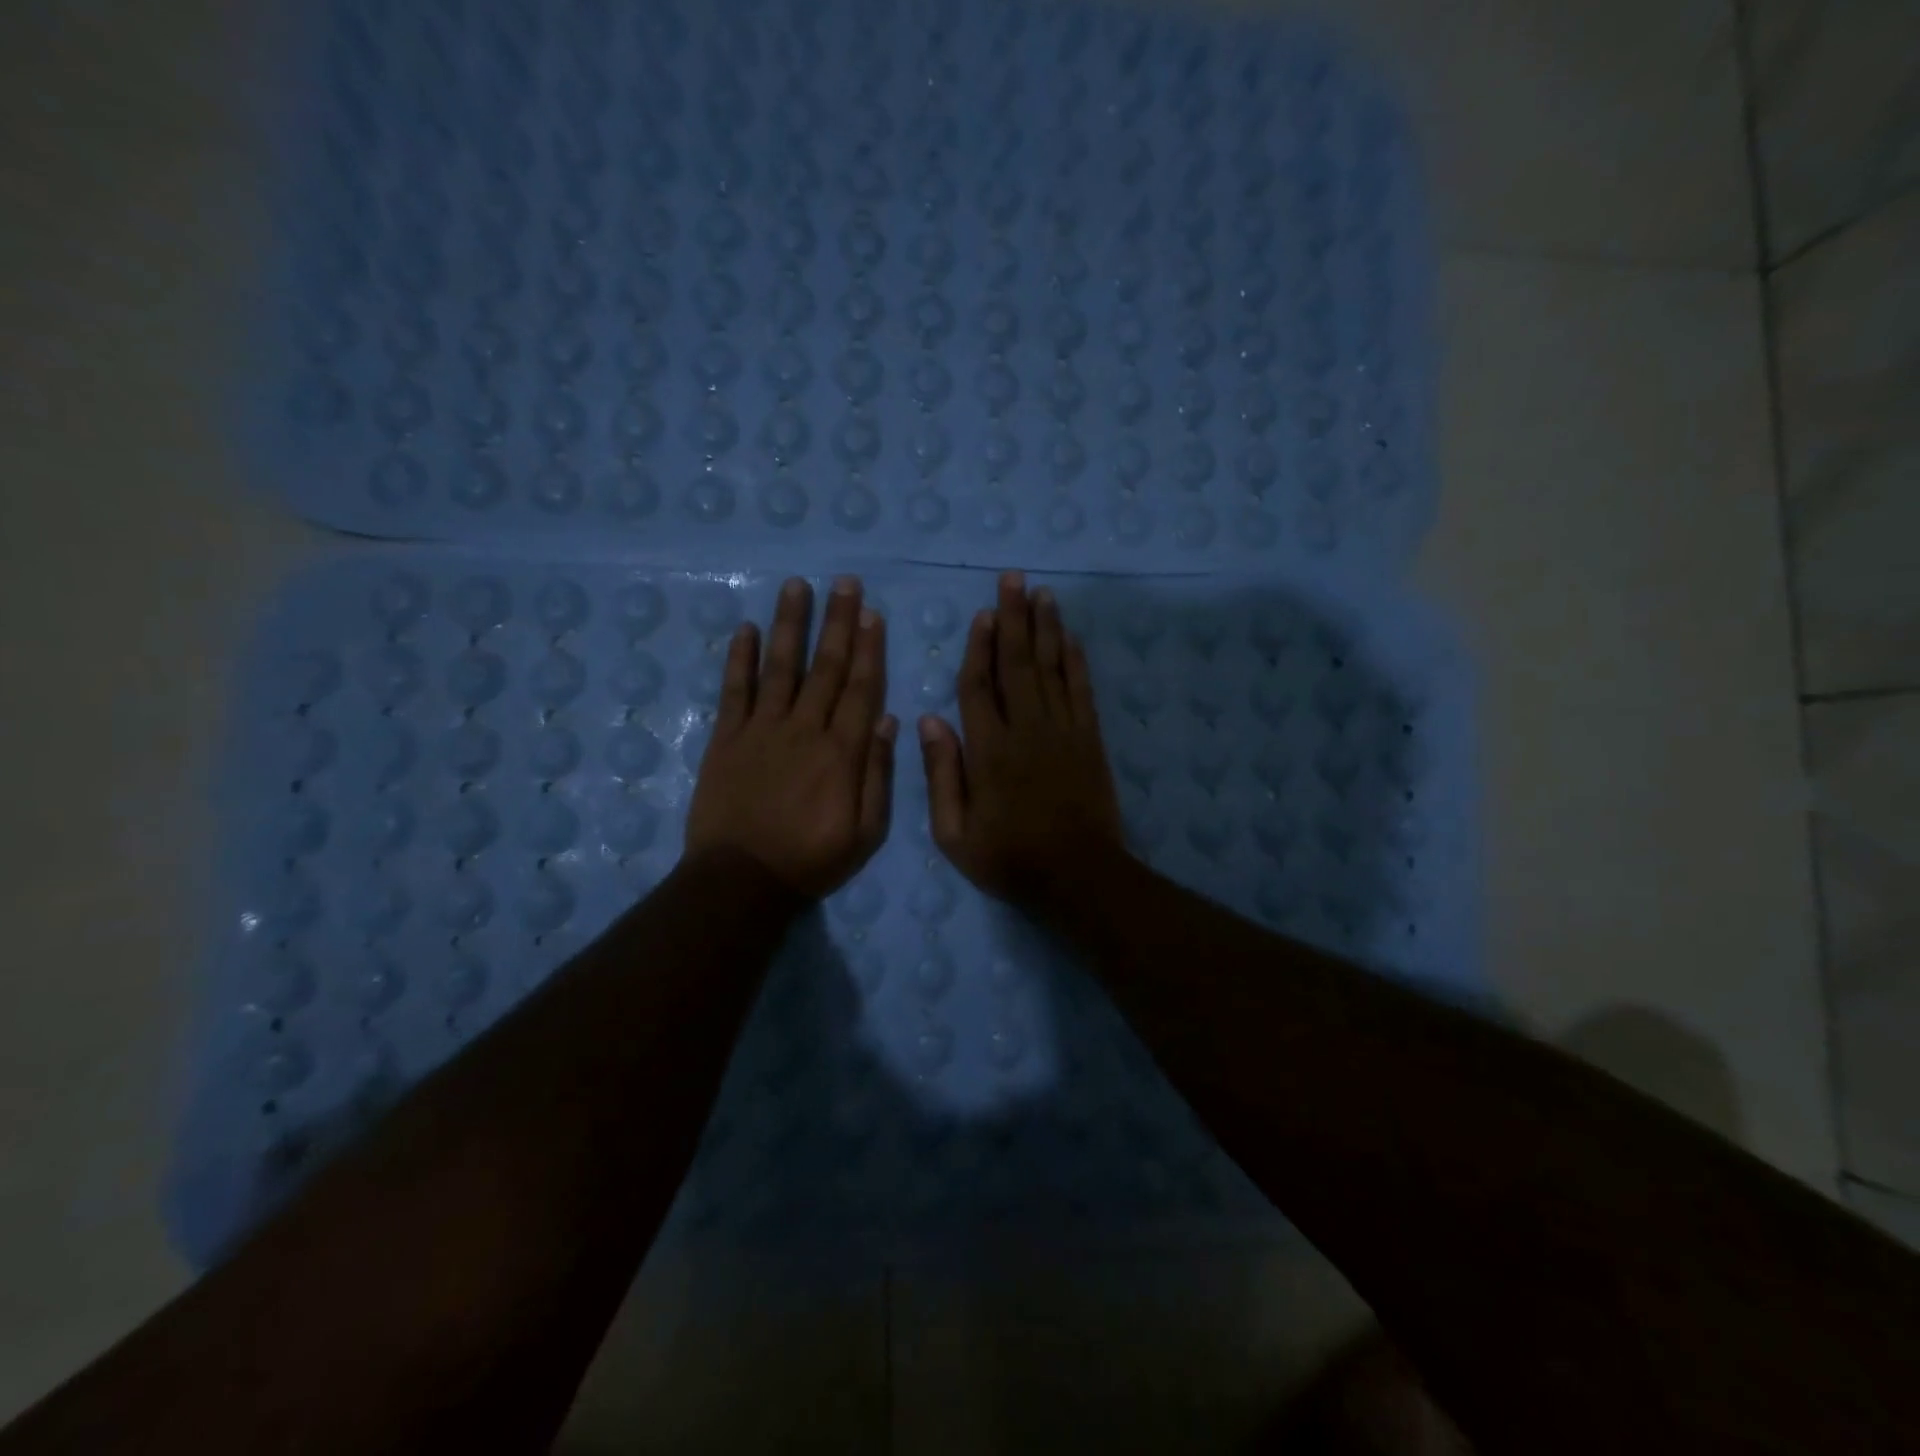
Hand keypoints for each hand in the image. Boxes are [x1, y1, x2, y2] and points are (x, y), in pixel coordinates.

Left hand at [686, 576, 895, 899]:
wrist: (741, 881)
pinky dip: (739, 658)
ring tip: (797, 586)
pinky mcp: (726, 739)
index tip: (871, 613)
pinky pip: (734, 690)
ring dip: (789, 624)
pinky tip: (745, 628)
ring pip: (780, 667)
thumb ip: (877, 774)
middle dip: (837, 622)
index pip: (859, 688)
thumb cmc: (812, 860)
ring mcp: (761, 730)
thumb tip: (887, 719)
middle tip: (845, 583)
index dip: (867, 648)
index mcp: (841, 752)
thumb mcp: (866, 832)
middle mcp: (804, 729)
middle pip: (824, 667)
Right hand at [919, 571, 1126, 907]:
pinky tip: (1071, 638)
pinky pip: (1081, 690)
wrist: (1078, 876)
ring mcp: (1063, 731)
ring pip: (1052, 668)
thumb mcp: (954, 833)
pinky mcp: (1090, 740)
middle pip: (1018, 664)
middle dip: (1014, 619)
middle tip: (1013, 580)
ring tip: (1042, 594)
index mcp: (989, 750)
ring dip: (1046, 629)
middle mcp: (1026, 729)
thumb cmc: (1009, 858)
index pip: (979, 687)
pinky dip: (1076, 662)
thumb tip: (930, 720)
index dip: (979, 648)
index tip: (982, 615)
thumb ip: (941, 775)